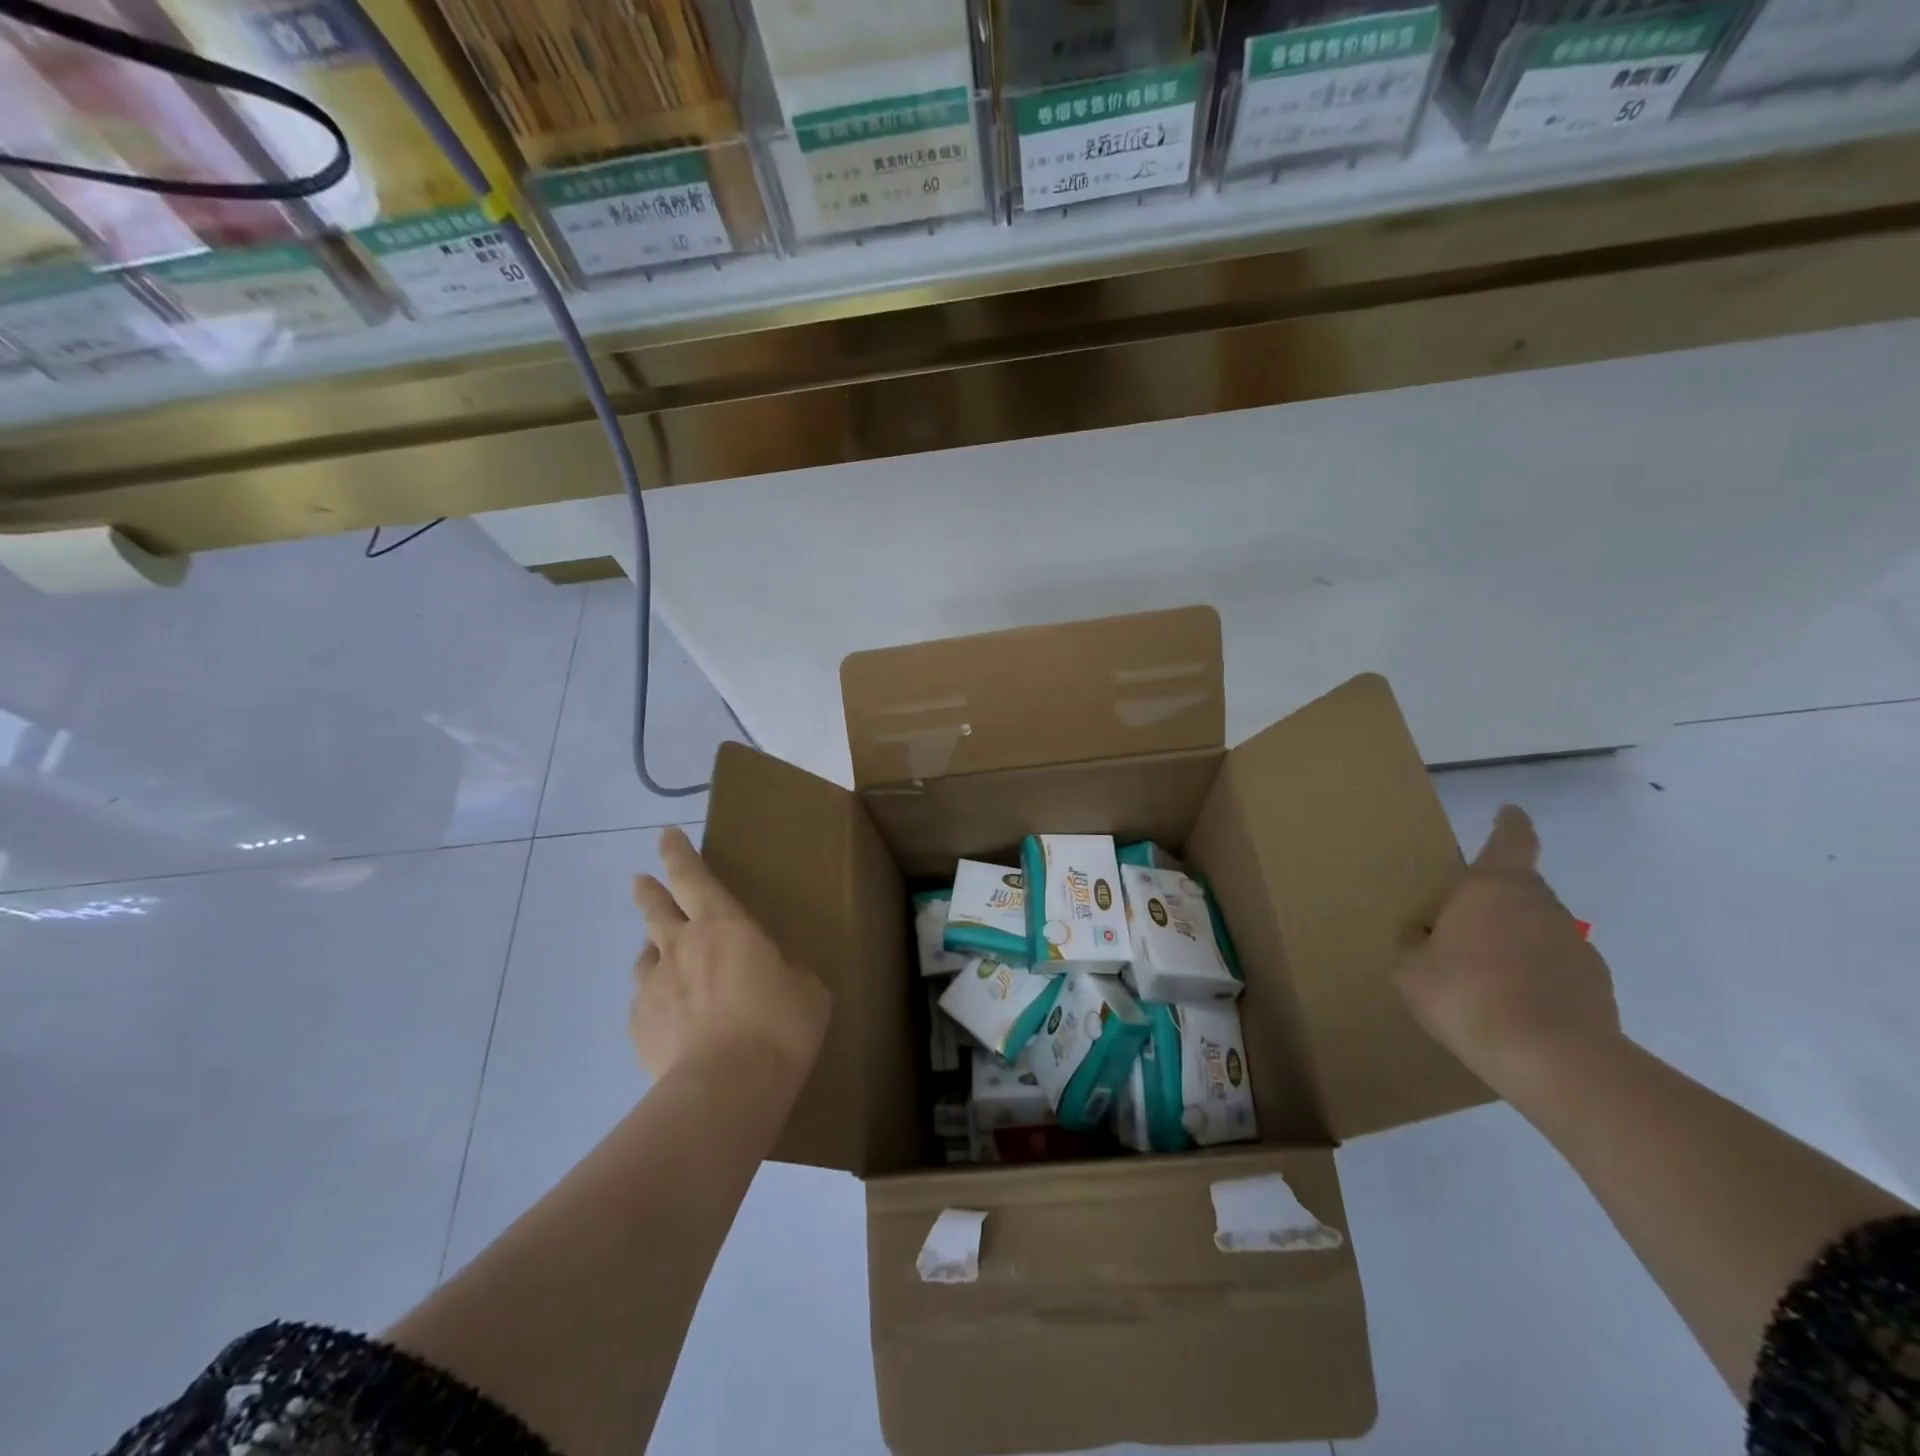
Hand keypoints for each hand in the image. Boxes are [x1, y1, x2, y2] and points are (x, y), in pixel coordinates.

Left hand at [631, 827, 829, 1082]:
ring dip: (652, 951)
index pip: (695, 877)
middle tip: (640, 880)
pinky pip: (644, 1004)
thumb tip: (775, 979)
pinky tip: (667, 1018)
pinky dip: (654, 1002)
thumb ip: (785, 974)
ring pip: (644, 957)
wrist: (729, 1086)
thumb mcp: (806, 989)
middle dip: (649, 890)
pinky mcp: (638, 1027)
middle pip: (656, 908)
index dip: (679, 854)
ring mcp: (654, 987)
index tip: (665, 835)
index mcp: (725, 926)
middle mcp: (681, 946)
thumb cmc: (779, 1024)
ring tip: (660, 957)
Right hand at [1396, 805, 1619, 1095]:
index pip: (1511, 839)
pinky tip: (1510, 1007)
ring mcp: (1575, 944)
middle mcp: (1541, 904)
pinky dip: (1534, 977)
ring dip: (1512, 943)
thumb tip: (1425, 933)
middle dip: (1491, 903)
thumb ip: (1415, 941)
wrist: (1551, 1059)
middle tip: (1459, 930)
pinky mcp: (1597, 984)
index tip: (1510, 811)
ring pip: (1536, 930)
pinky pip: (1554, 968)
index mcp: (1493, 887)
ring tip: (1481, 979)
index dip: (1510, 824)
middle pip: (1517, 889)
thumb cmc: (1466, 993)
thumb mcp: (1411, 967)